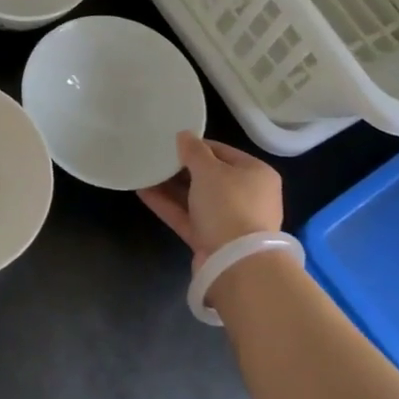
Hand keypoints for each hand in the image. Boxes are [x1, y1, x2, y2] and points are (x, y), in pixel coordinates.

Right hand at [137, 132, 284, 269]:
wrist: (236, 263)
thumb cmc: (228, 205)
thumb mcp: (210, 170)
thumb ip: (194, 151)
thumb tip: (184, 135)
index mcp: (256, 173)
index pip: (222, 152)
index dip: (196, 146)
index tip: (170, 142)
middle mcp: (246, 196)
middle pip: (209, 176)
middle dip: (181, 168)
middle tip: (155, 157)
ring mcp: (228, 220)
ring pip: (195, 198)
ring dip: (170, 187)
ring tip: (144, 172)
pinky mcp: (211, 240)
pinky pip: (187, 217)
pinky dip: (168, 205)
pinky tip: (142, 192)